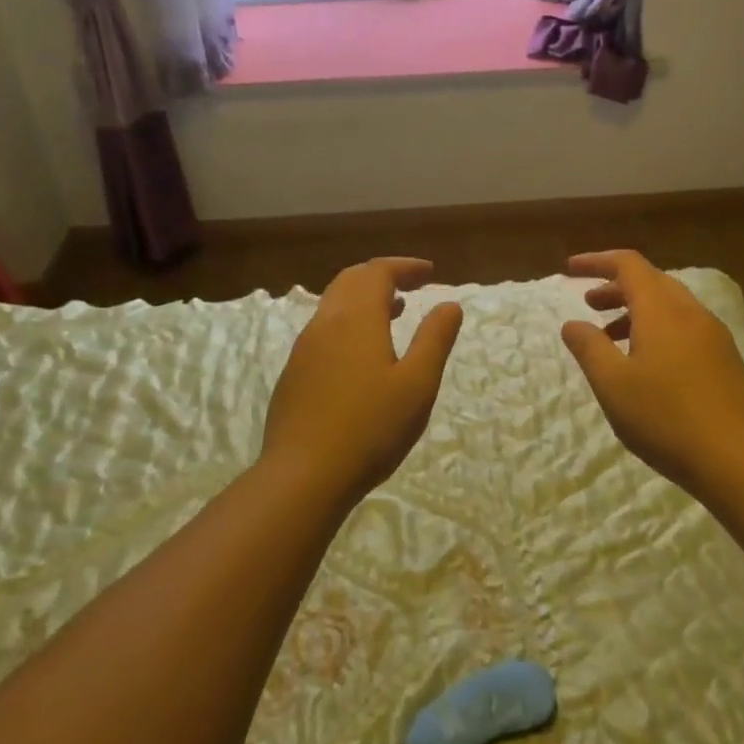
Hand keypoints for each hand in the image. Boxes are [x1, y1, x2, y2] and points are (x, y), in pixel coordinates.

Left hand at [262, 257, 463, 502]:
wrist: (303, 476)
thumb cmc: (370, 428)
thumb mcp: (418, 384)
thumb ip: (435, 339)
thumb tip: (449, 304)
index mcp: (356, 318)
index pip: (378, 272)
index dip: (405, 267)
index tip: (430, 273)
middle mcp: (326, 323)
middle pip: (351, 280)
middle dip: (383, 276)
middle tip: (412, 286)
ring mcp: (304, 349)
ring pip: (334, 305)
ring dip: (364, 299)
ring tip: (393, 312)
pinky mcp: (294, 375)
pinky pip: (323, 330)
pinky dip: (348, 322)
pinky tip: (362, 354)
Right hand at [561, 250, 743, 493]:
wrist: (741, 460)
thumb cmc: (667, 419)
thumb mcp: (613, 385)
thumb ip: (589, 348)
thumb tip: (572, 323)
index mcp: (661, 309)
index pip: (628, 265)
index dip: (597, 262)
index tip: (570, 270)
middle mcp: (690, 312)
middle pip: (650, 281)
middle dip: (616, 287)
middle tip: (589, 304)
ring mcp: (713, 335)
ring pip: (669, 306)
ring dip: (636, 311)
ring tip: (610, 338)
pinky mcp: (726, 359)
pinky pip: (684, 327)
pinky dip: (657, 329)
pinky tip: (647, 364)